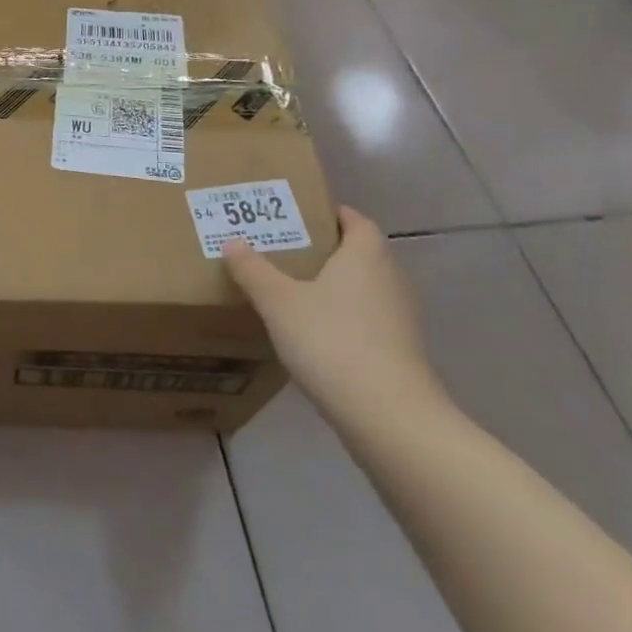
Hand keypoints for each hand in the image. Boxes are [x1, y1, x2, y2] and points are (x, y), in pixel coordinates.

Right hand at [222, 206, 444, 426]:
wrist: (389, 417)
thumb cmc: (332, 342)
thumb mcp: (278, 302)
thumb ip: (252, 270)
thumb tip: (231, 242)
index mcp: (365, 255)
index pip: (355, 220)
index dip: (330, 214)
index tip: (298, 215)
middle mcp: (389, 279)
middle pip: (360, 253)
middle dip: (326, 249)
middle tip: (284, 249)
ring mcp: (399, 318)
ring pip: (364, 288)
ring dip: (335, 285)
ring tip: (293, 289)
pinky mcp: (400, 351)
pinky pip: (368, 319)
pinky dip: (344, 317)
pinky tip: (314, 333)